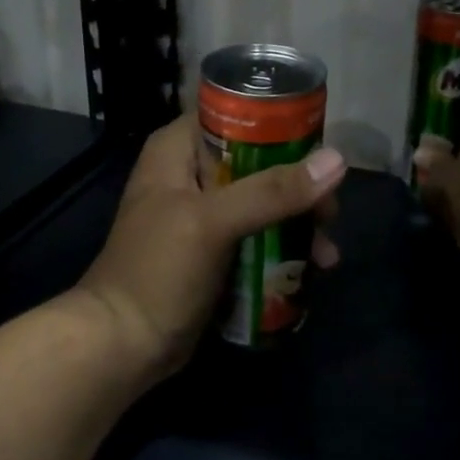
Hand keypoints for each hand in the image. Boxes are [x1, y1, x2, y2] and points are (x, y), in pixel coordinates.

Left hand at [76, 114, 346, 381]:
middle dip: (299, 186)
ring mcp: (203, 214)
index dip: (281, 126)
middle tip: (330, 213)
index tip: (321, 149)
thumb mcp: (213, 222)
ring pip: (263, 201)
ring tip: (327, 255)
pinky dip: (284, 248)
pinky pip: (258, 236)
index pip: (236, 114)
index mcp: (178, 149)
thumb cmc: (158, 270)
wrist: (123, 344)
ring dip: (298, 223)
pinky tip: (313, 269)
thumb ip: (271, 191)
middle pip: (259, 161)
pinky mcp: (214, 250)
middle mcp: (191, 173)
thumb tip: (336, 161)